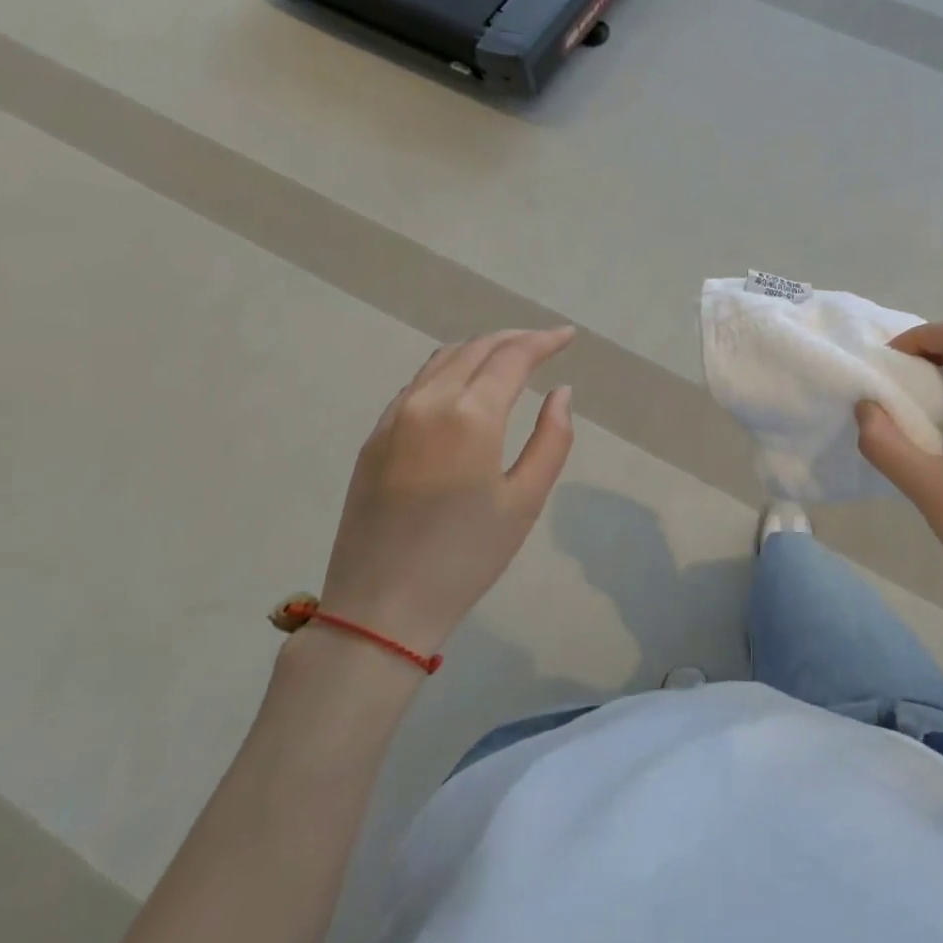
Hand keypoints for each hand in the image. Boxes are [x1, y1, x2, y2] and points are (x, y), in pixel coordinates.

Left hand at [319, 328, 575, 654]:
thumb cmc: (466, 557)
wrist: (381, 607)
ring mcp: (394, 417)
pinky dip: (449, 370)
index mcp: (470, 415)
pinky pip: (417, 384)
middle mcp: (428, 401)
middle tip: (545, 344)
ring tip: (509, 358)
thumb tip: (561, 392)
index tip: (568, 336)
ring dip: (480, 350)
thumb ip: (551, 439)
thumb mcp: (525, 502)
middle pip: (476, 348)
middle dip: (514, 339)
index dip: (544, 341)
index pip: (512, 356)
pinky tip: (464, 387)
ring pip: (442, 360)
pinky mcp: (374, 437)